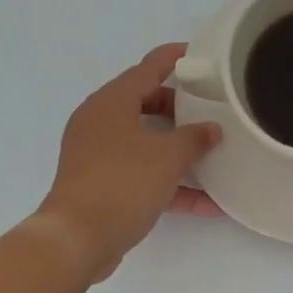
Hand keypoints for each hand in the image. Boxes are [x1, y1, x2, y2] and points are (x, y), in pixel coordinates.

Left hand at [33, 44, 223, 280]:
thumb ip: (195, 138)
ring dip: (178, 150)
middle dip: (181, 109)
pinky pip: (141, 175)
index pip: (148, 68)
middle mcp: (100, 122)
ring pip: (145, 142)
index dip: (175, 58)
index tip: (201, 54)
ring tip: (214, 154)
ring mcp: (98, 155)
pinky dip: (169, 184)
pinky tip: (206, 203)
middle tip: (211, 110)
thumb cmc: (123, 182)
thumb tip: (211, 129)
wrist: (78, 238)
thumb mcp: (168, 156)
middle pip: (146, 103)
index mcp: (111, 101)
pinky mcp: (101, 185)